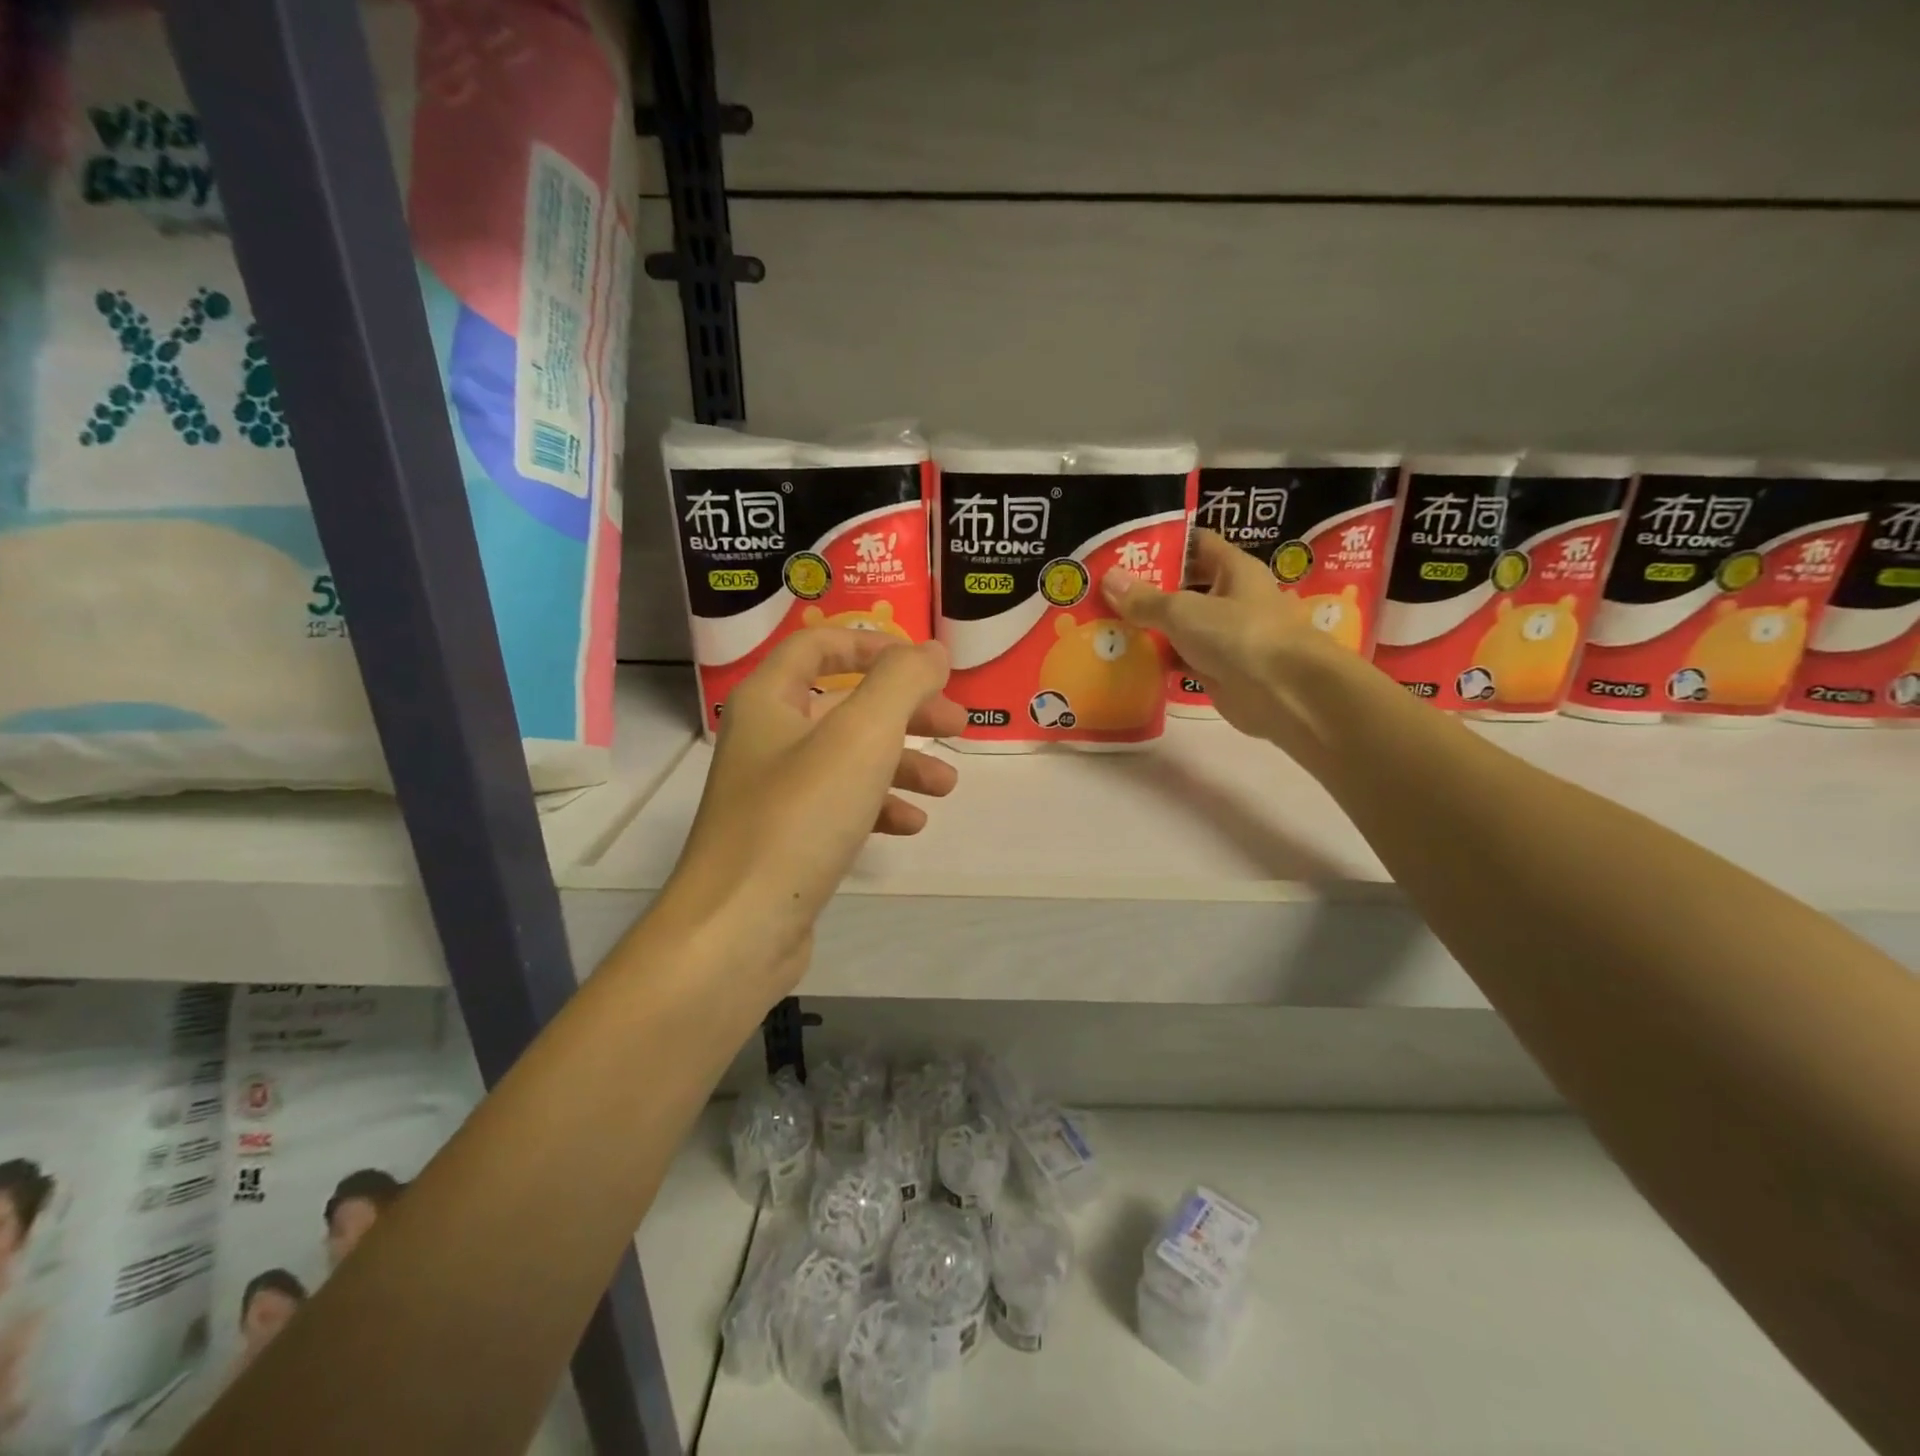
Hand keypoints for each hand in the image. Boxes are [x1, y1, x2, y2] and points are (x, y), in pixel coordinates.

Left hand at [660, 629, 964, 1004]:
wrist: (736, 931)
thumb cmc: (799, 818)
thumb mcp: (861, 736)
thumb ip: (902, 682)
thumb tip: (932, 651)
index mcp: (770, 700)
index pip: (819, 645)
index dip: (875, 644)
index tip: (927, 667)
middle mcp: (767, 739)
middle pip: (844, 703)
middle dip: (905, 710)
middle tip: (956, 726)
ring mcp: (774, 793)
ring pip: (848, 759)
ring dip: (901, 764)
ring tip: (947, 786)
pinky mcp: (787, 840)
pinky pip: (840, 807)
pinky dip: (878, 807)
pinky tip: (911, 825)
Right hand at [1102, 529, 1367, 763]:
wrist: (1284, 693)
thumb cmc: (1239, 634)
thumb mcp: (1184, 610)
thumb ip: (1145, 599)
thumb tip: (1108, 578)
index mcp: (1234, 570)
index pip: (1197, 544)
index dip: (1164, 543)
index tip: (1126, 548)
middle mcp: (1232, 599)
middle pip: (1185, 587)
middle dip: (1149, 588)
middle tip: (1105, 589)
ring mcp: (1225, 637)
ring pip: (1181, 626)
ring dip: (1150, 626)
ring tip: (1106, 622)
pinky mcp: (1218, 670)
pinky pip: (1181, 659)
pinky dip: (1158, 659)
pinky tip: (1126, 658)